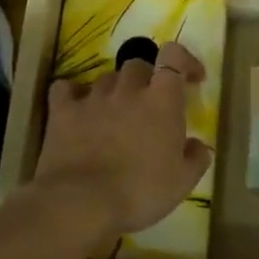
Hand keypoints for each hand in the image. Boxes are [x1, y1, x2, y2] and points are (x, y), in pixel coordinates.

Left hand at [33, 41, 213, 235]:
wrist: (83, 203)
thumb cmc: (141, 191)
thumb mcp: (183, 182)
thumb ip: (195, 158)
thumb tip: (196, 145)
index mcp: (161, 100)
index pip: (174, 56)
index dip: (184, 61)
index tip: (190, 78)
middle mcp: (127, 89)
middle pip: (138, 64)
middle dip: (146, 79)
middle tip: (149, 104)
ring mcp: (92, 98)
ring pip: (105, 78)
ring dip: (114, 90)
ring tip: (115, 114)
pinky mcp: (63, 111)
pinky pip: (65, 89)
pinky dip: (72, 94)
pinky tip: (77, 108)